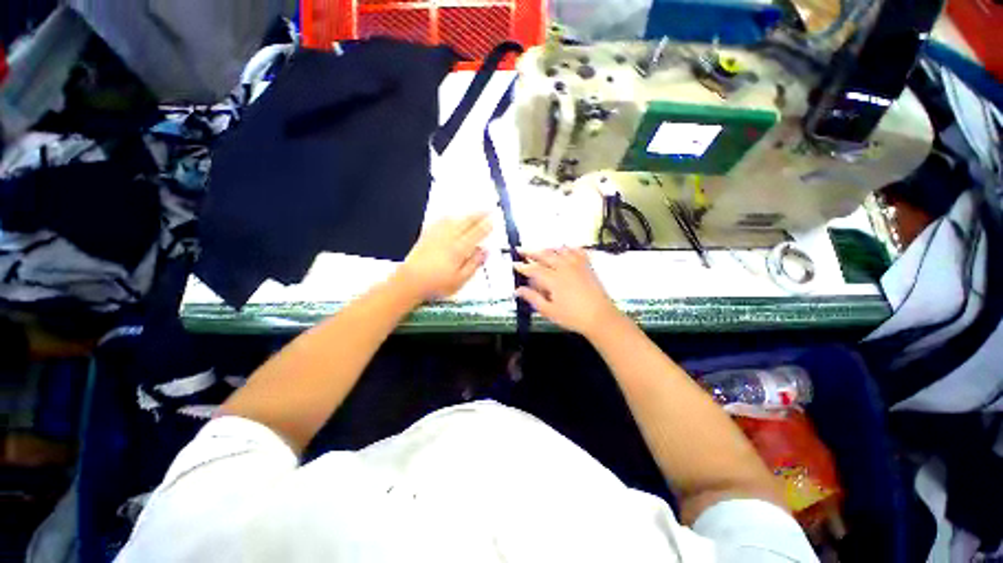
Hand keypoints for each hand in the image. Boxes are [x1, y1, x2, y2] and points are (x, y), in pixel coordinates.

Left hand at [396, 213, 491, 301]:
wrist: (409, 282)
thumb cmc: (437, 284)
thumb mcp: (460, 280)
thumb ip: (474, 264)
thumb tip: (485, 251)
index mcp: (459, 249)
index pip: (476, 233)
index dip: (486, 225)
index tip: (494, 219)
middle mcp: (448, 238)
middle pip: (466, 222)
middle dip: (479, 214)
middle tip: (488, 210)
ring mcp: (436, 234)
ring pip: (454, 218)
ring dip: (466, 213)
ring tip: (474, 212)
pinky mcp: (427, 235)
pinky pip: (441, 220)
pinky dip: (450, 216)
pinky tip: (452, 217)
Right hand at [513, 248, 621, 336]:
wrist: (600, 317)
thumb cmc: (572, 317)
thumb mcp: (549, 311)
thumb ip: (532, 298)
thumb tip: (517, 290)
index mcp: (553, 279)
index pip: (533, 269)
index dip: (522, 266)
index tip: (514, 264)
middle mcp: (564, 267)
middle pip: (544, 255)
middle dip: (531, 252)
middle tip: (521, 249)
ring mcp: (577, 265)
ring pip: (559, 250)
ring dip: (547, 248)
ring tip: (539, 249)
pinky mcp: (587, 266)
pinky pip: (576, 251)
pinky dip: (568, 248)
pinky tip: (565, 248)